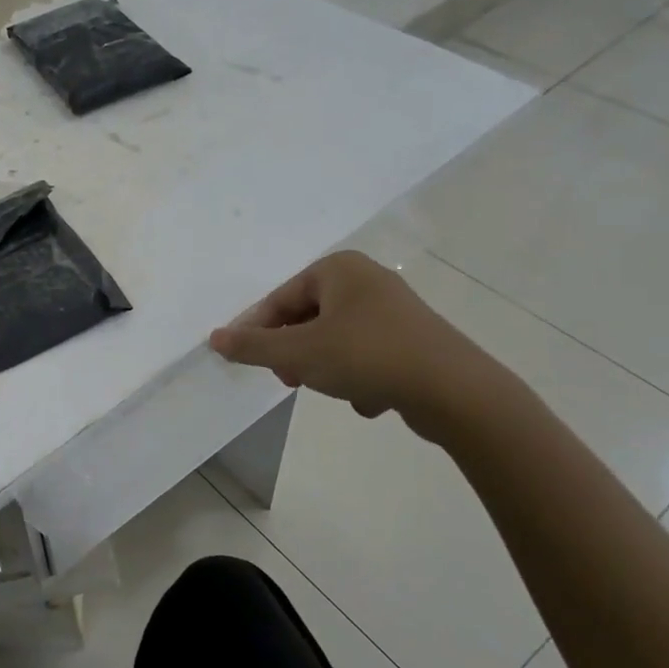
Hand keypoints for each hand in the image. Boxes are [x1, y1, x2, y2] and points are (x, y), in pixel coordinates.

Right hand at [209, 252, 503, 439]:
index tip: (248, 362)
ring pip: (336, 340)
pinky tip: (371, 398)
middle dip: (296, 353)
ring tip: (335, 390)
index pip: (280, 298)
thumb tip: (214, 338)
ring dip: (326, 369)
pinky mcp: (413, 339)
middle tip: (291, 380)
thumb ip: (252, 346)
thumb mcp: (298, 353)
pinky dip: (360, 377)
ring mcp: (394, 310)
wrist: (454, 390)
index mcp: (338, 269)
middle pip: (307, 318)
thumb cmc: (366, 356)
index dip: (259, 332)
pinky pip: (367, 356)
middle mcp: (366, 280)